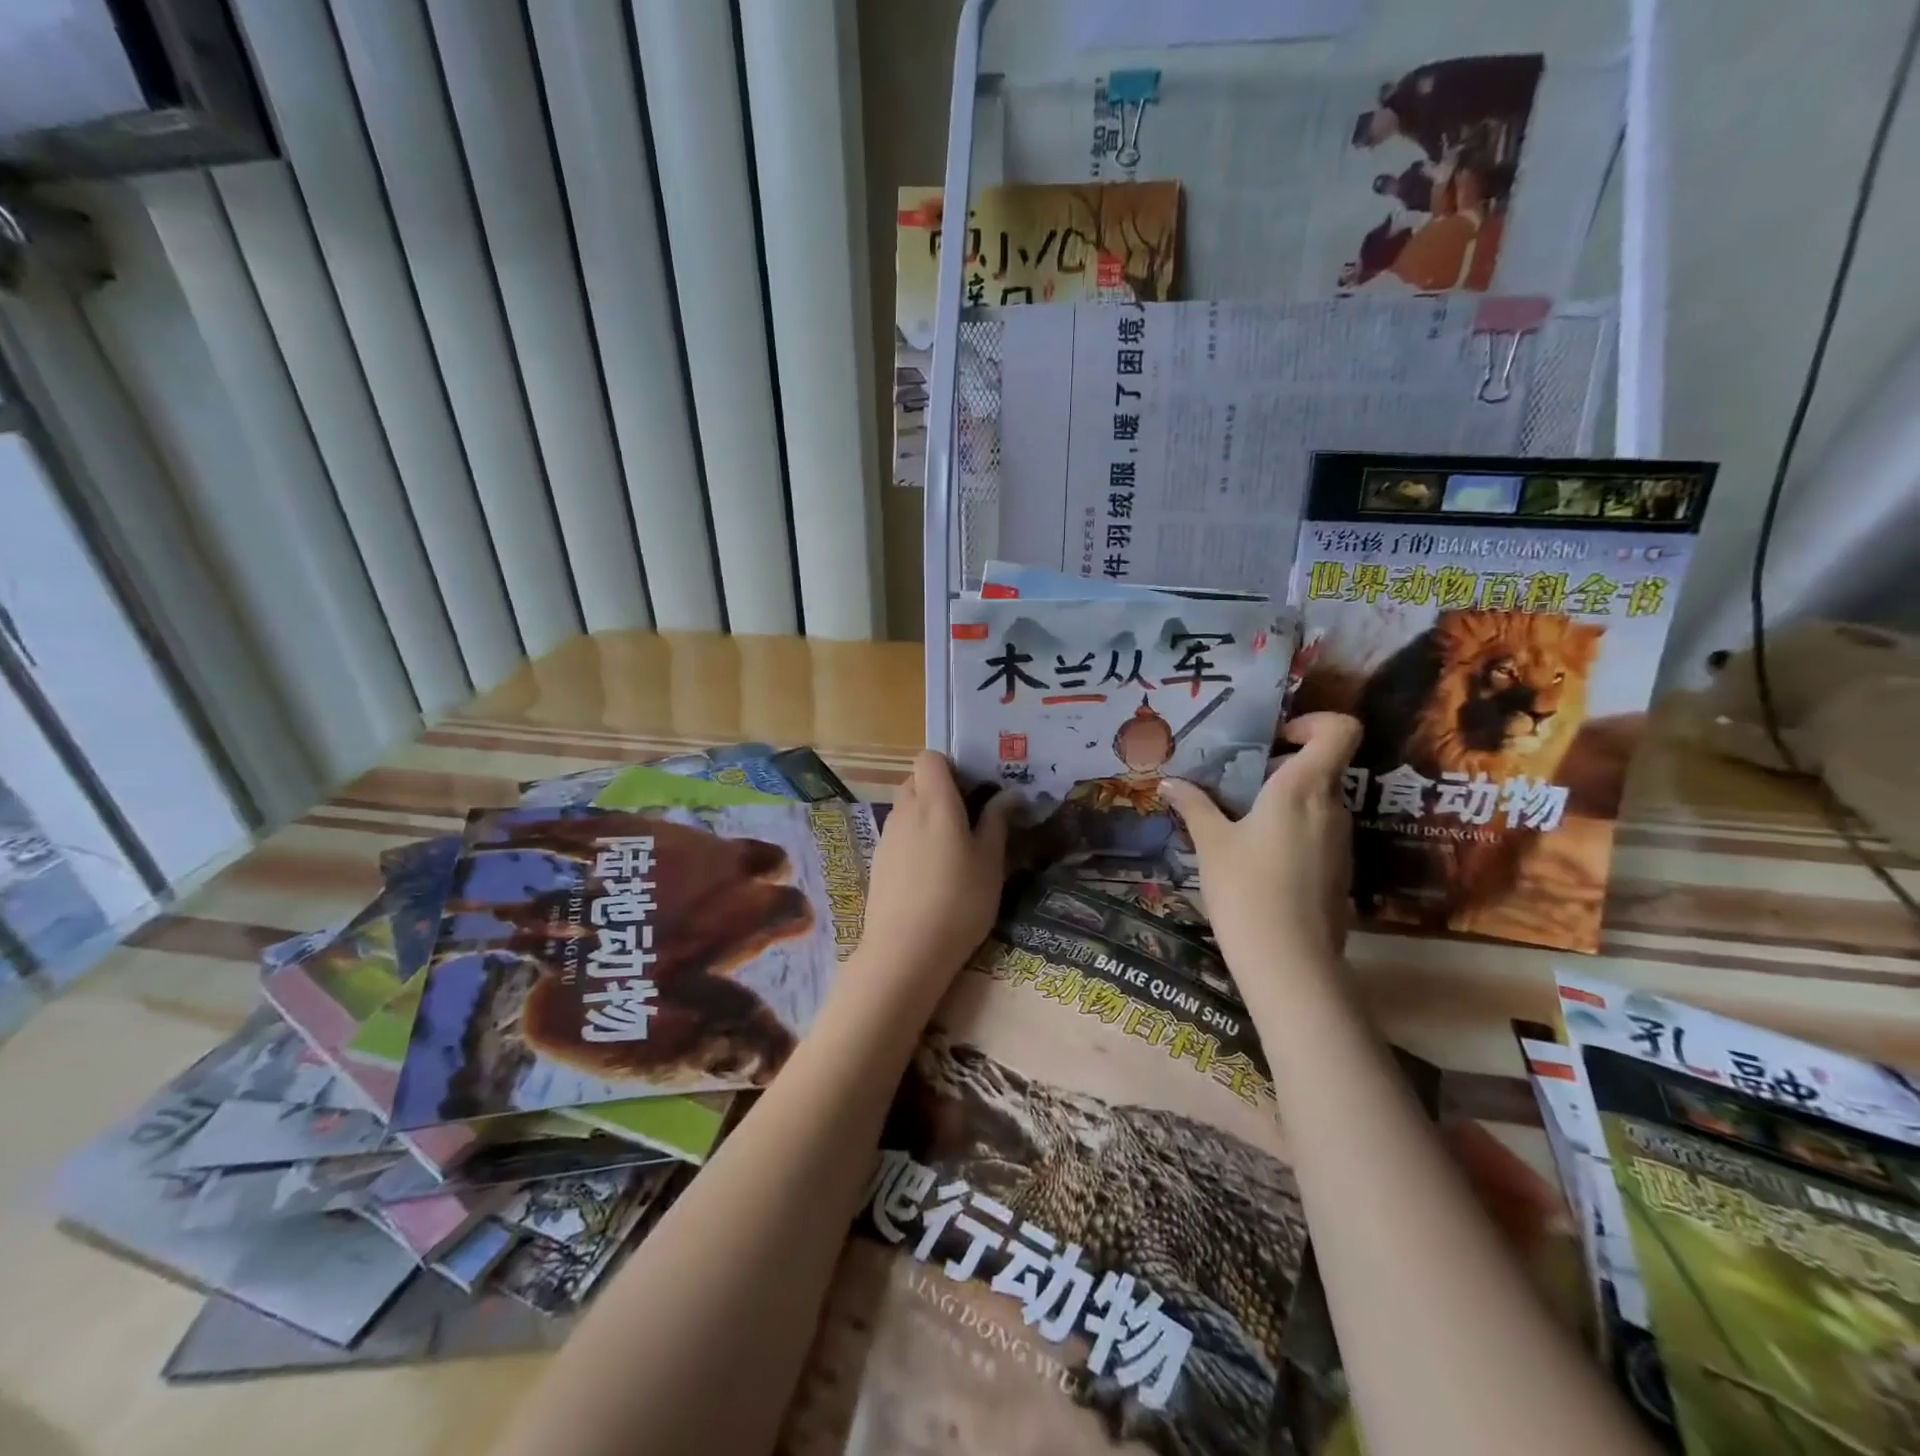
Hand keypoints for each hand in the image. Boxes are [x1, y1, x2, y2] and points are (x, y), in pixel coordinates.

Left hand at [857, 751, 1016, 989]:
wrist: (906, 950)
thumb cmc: (959, 900)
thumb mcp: (990, 862)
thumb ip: (997, 822)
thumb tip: (1010, 795)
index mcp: (935, 801)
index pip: (929, 757)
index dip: (950, 766)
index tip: (972, 790)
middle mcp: (905, 810)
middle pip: (916, 781)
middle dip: (939, 790)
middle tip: (968, 819)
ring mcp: (887, 836)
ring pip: (905, 808)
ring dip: (926, 816)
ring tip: (952, 850)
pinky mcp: (878, 861)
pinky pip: (897, 835)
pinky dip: (913, 841)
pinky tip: (930, 875)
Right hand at [1159, 713, 1362, 970]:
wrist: (1290, 963)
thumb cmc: (1246, 889)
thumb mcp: (1211, 843)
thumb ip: (1193, 806)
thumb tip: (1168, 782)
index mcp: (1303, 788)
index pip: (1340, 729)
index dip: (1313, 722)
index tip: (1274, 738)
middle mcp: (1331, 806)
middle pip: (1320, 765)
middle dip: (1279, 766)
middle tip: (1236, 782)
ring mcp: (1340, 840)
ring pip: (1317, 800)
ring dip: (1282, 800)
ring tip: (1237, 820)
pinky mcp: (1339, 870)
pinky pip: (1317, 831)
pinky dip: (1290, 829)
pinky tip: (1255, 856)